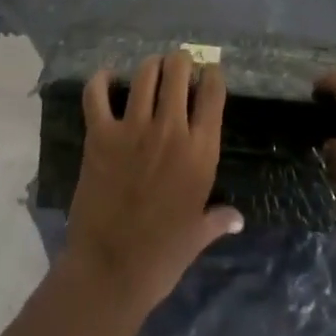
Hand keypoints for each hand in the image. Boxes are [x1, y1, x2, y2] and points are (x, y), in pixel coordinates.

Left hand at [62, 52, 243, 321]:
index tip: (208, 75)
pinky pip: (97, 93)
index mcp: (201, 151)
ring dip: (150, 67)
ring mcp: (134, 129)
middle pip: (178, 70)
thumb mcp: (197, 236)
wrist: (110, 272)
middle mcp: (171, 130)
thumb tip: (238, 220)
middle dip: (180, 63)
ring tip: (150, 72)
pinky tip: (107, 79)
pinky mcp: (101, 135)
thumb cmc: (162, 257)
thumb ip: (218, 219)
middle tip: (177, 68)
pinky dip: (101, 80)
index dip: (211, 75)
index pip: (213, 92)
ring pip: (145, 74)